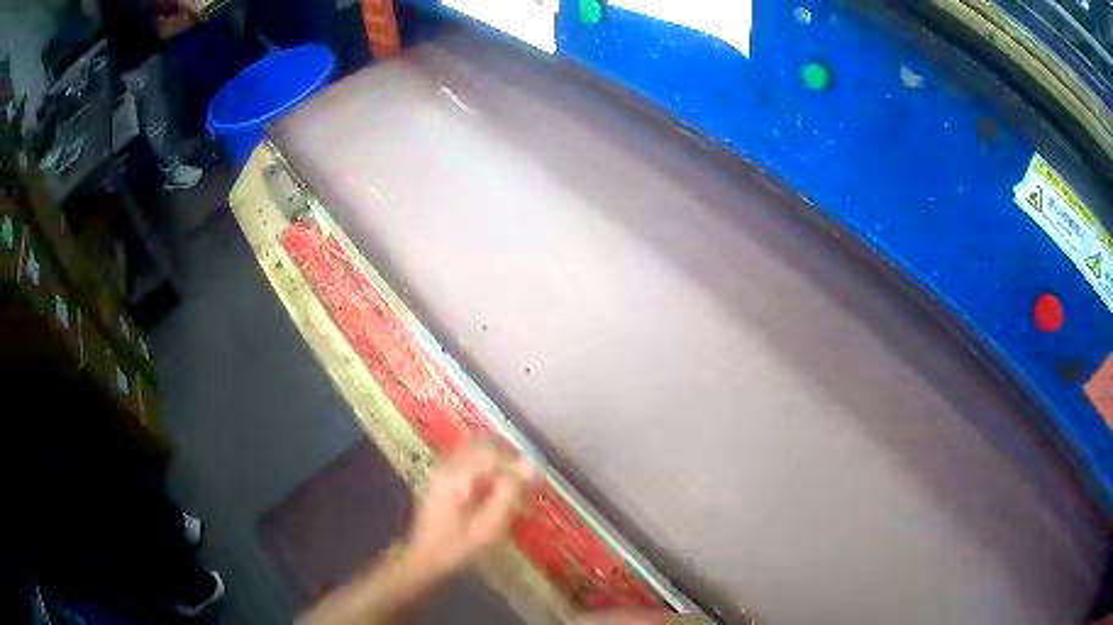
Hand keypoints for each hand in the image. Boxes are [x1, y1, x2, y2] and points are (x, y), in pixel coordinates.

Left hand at [402, 442, 536, 577]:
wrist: (424, 556)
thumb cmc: (457, 546)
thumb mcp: (488, 527)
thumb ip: (508, 495)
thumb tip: (530, 468)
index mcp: (455, 477)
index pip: (492, 455)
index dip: (517, 464)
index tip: (534, 481)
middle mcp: (446, 465)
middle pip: (484, 446)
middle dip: (509, 460)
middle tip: (526, 481)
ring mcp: (442, 468)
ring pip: (477, 449)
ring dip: (499, 461)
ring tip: (515, 483)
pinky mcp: (442, 475)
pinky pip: (470, 458)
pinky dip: (488, 465)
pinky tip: (496, 485)